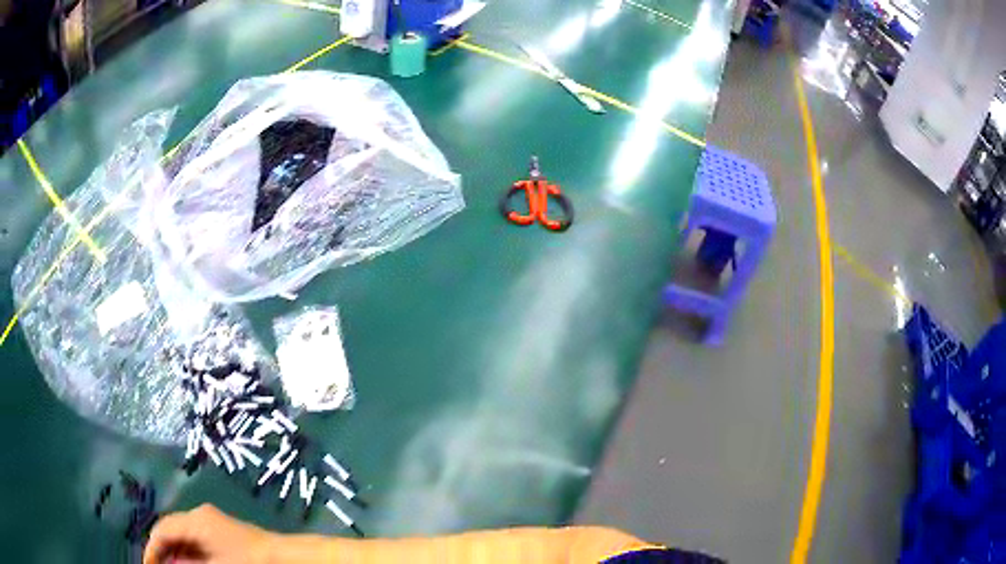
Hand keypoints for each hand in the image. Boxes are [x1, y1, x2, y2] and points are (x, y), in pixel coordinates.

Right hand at [144, 504, 277, 563]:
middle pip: (171, 530)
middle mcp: (200, 515)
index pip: (162, 530)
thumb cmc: (247, 561)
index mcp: (195, 519)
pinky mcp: (222, 530)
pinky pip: (196, 539)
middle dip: (162, 550)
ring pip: (183, 535)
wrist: (286, 557)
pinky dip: (189, 552)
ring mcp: (212, 521)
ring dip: (175, 553)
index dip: (151, 549)